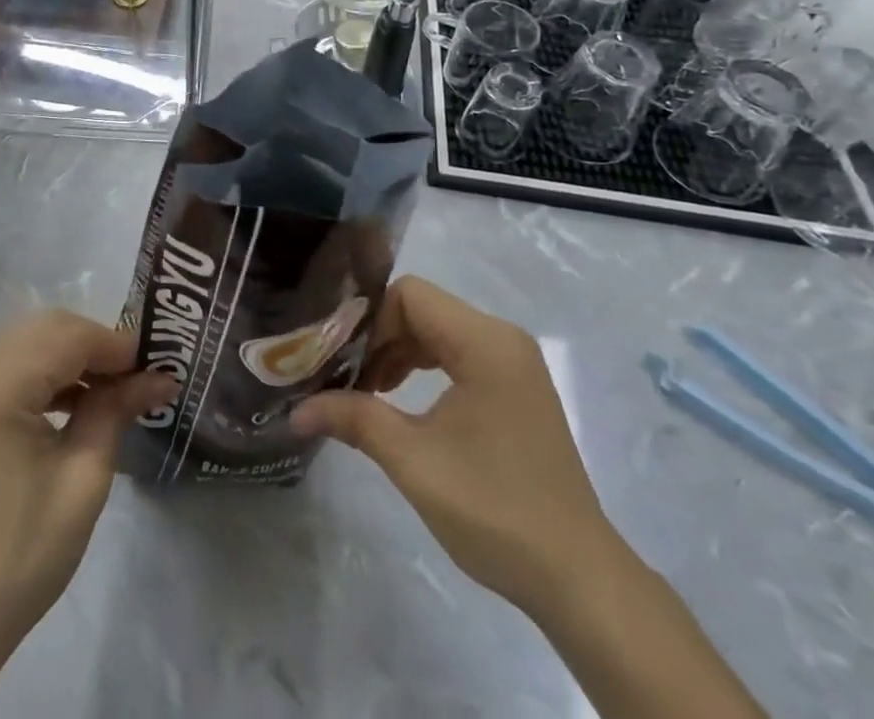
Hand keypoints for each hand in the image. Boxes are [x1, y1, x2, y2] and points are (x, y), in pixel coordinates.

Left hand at [0, 310, 174, 688]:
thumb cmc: (19, 558)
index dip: (116, 344)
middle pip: (45, 329)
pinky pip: (5, 363)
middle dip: (95, 346)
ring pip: (27, 341)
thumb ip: (116, 411)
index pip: (68, 336)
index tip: (157, 363)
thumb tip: (160, 375)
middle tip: (138, 377)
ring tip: (111, 391)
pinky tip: (70, 400)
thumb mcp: (82, 481)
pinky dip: (41, 371)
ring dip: (70, 357)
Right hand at [290, 276, 623, 617]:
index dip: (368, 321)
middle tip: (342, 377)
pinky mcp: (515, 388)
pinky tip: (400, 402)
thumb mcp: (413, 460)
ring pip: (437, 332)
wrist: (578, 579)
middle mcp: (502, 338)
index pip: (408, 295)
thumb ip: (353, 418)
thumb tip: (295, 410)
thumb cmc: (494, 510)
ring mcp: (513, 363)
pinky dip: (423, 368)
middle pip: (421, 309)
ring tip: (366, 393)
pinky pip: (457, 355)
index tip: (339, 360)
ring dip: (398, 354)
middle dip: (378, 339)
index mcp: (484, 342)